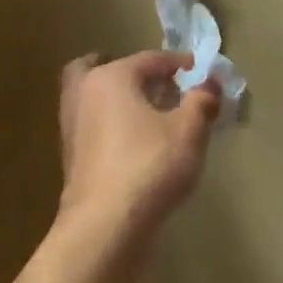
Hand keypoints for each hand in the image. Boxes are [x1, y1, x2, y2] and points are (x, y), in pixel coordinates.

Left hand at [57, 51, 220, 234]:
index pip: (149, 60)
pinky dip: (109, 124)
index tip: (200, 73)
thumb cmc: (150, 166)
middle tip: (152, 83)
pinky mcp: (71, 157)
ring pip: (92, 98)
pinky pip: (92, 126)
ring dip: (116, 99)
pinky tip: (132, 142)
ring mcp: (71, 127)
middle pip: (99, 68)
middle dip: (126, 72)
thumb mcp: (189, 131)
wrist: (106, 222)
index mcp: (110, 78)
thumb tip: (211, 83)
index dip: (178, 64)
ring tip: (146, 114)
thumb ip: (202, 101)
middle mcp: (83, 94)